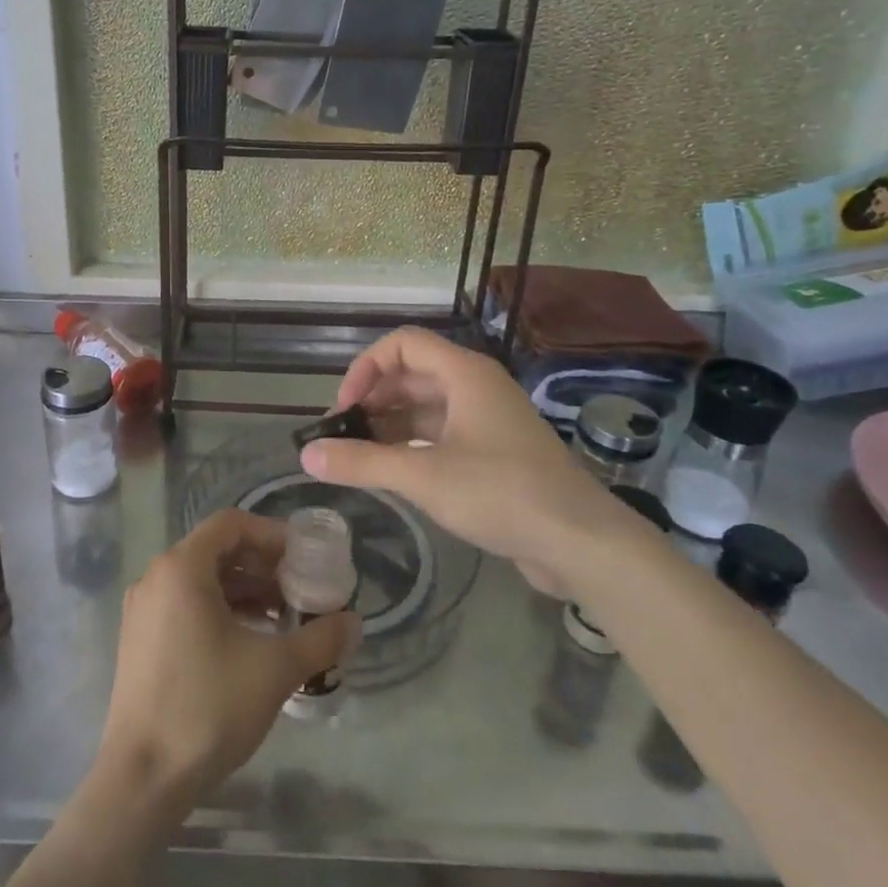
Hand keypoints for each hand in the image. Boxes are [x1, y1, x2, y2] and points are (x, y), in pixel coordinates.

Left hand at [99, 509, 359, 808]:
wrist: (143, 778)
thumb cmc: (208, 707)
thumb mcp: (274, 669)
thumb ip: (319, 639)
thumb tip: (354, 622)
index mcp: (182, 568)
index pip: (231, 524)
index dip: (271, 534)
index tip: (303, 558)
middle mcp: (156, 577)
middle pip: (216, 550)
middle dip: (261, 565)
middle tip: (299, 589)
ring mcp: (143, 609)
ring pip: (201, 580)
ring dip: (243, 590)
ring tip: (282, 618)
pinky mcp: (140, 639)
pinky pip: (185, 604)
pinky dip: (219, 610)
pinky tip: (248, 641)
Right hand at [300, 327, 631, 596]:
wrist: (582, 542)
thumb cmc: (502, 493)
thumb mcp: (424, 477)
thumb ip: (363, 463)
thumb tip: (306, 456)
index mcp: (464, 374)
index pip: (403, 344)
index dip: (366, 367)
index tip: (344, 408)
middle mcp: (476, 387)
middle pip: (412, 374)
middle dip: (373, 399)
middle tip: (342, 435)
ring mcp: (487, 420)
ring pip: (426, 407)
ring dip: (390, 424)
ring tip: (357, 455)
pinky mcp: (494, 452)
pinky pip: (442, 434)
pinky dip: (412, 445)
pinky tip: (391, 470)